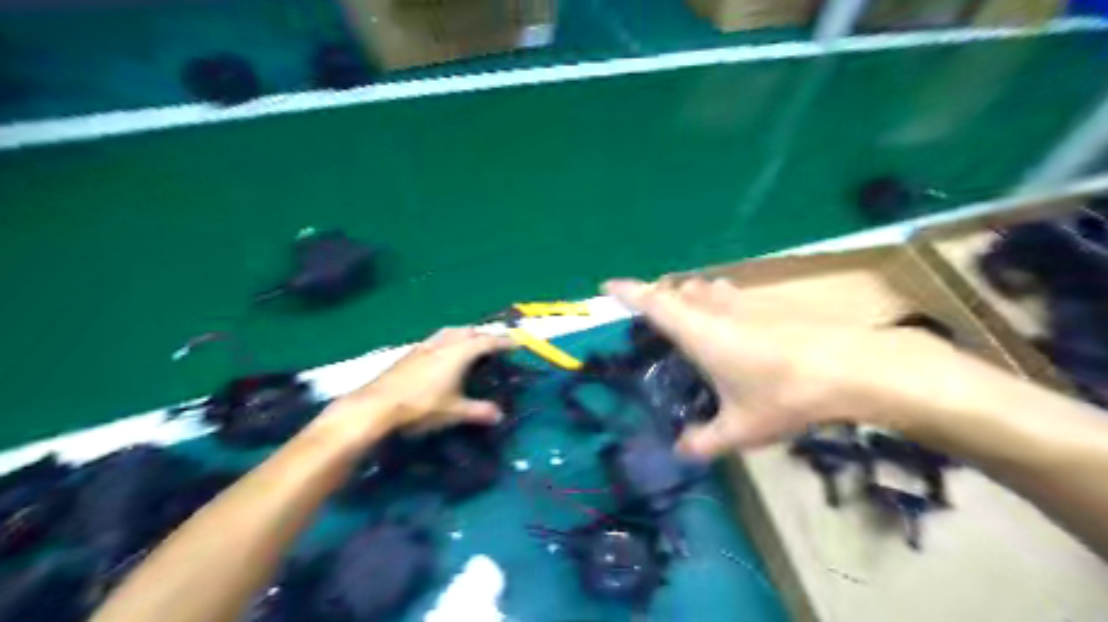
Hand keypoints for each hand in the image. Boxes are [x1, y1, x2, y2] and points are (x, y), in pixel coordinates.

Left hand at [316, 329, 514, 444]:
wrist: (377, 405)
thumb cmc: (422, 406)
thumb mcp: (455, 411)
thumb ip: (479, 411)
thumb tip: (499, 415)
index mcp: (459, 353)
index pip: (487, 341)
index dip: (503, 342)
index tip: (516, 343)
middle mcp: (443, 343)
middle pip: (468, 331)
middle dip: (483, 335)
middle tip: (493, 344)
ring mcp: (424, 346)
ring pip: (449, 332)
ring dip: (463, 334)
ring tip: (469, 344)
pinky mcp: (410, 354)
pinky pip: (435, 340)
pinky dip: (446, 342)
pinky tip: (442, 356)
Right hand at [604, 278, 972, 455]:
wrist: (850, 368)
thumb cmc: (784, 395)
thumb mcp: (739, 429)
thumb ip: (704, 441)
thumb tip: (681, 452)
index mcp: (698, 332)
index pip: (653, 303)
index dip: (627, 292)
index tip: (606, 286)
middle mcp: (716, 309)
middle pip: (677, 290)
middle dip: (659, 297)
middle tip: (651, 317)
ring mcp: (745, 302)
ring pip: (705, 288)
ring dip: (689, 295)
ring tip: (688, 316)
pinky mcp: (770, 304)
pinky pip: (730, 295)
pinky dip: (718, 301)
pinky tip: (732, 322)